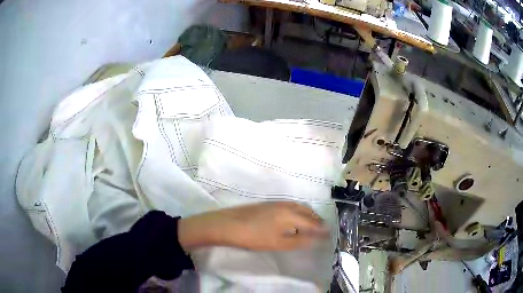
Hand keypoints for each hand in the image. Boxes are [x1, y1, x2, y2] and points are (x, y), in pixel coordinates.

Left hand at [178, 201, 329, 251]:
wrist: (230, 224)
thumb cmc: (255, 237)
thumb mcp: (279, 243)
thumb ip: (299, 240)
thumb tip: (315, 239)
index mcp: (292, 215)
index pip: (312, 223)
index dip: (321, 229)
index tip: (328, 234)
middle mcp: (287, 205)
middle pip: (307, 211)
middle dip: (316, 220)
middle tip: (322, 229)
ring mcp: (277, 203)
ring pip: (299, 207)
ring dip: (308, 215)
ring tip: (311, 224)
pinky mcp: (269, 204)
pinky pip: (291, 206)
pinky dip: (298, 211)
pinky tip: (294, 219)